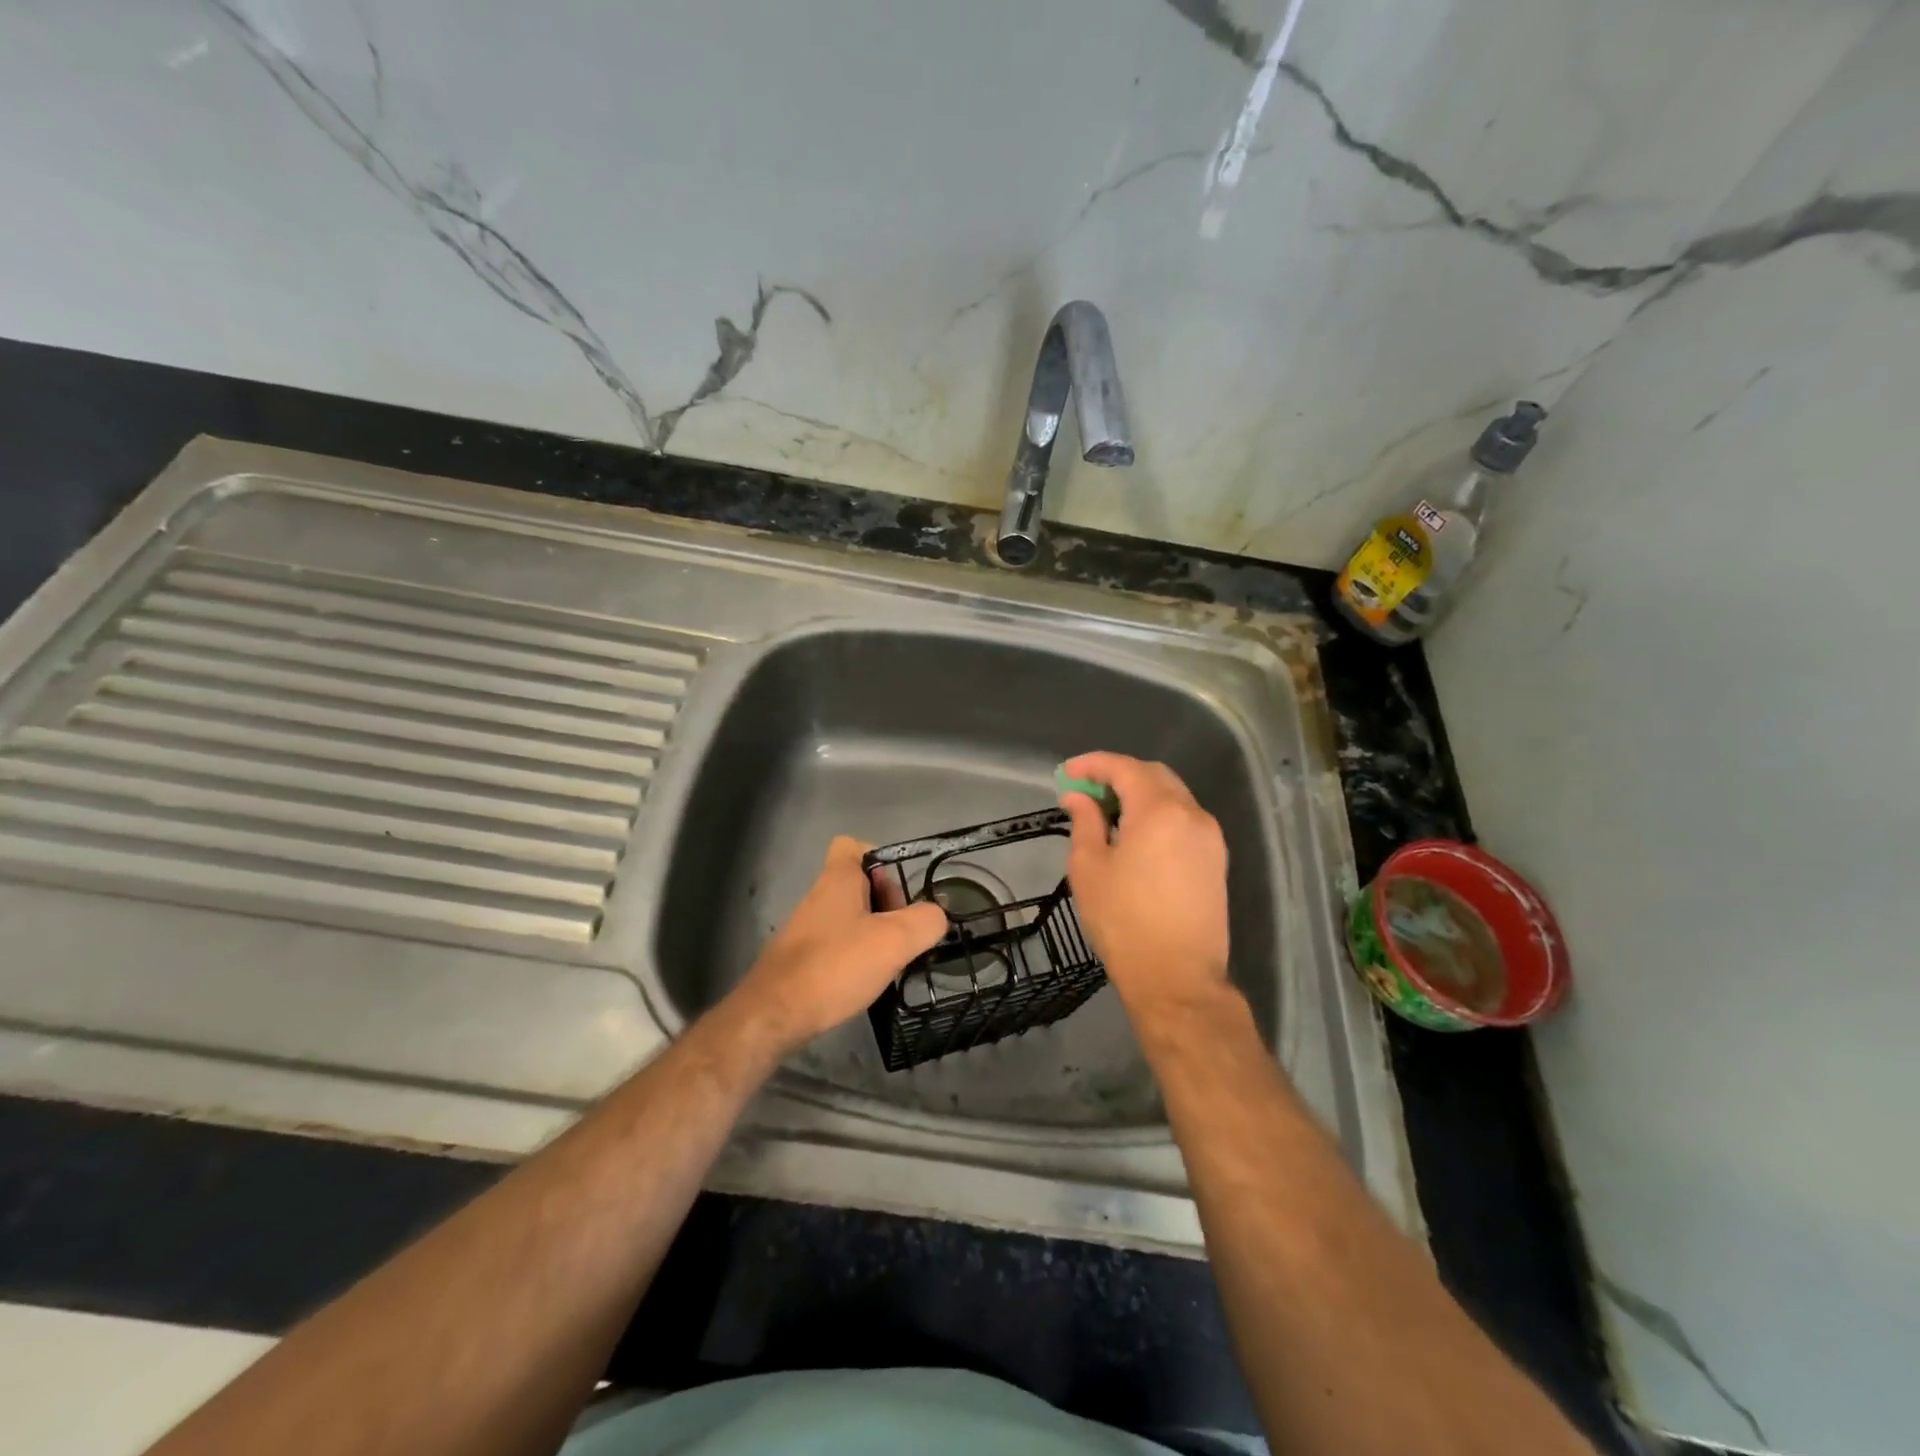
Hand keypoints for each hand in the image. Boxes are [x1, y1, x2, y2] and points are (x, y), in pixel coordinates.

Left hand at [733, 836, 948, 1051]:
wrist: (775, 1015)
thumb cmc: (836, 965)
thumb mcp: (894, 941)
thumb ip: (925, 922)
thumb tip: (937, 916)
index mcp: (838, 880)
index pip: (853, 845)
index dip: (880, 859)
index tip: (899, 890)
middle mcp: (819, 897)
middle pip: (860, 884)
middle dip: (888, 903)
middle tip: (902, 932)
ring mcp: (808, 929)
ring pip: (851, 917)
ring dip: (875, 934)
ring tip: (892, 961)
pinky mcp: (802, 959)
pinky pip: (839, 945)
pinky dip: (857, 957)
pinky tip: (868, 981)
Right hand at [1058, 752, 1230, 1012]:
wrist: (1177, 979)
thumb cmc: (1124, 922)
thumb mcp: (1089, 868)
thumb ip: (1084, 822)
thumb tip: (1078, 797)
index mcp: (1159, 811)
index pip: (1124, 768)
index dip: (1092, 765)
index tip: (1067, 773)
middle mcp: (1192, 814)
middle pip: (1154, 775)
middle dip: (1118, 775)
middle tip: (1086, 791)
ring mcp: (1210, 837)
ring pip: (1173, 796)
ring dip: (1140, 794)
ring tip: (1107, 813)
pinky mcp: (1217, 860)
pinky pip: (1185, 820)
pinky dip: (1158, 814)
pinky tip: (1136, 835)